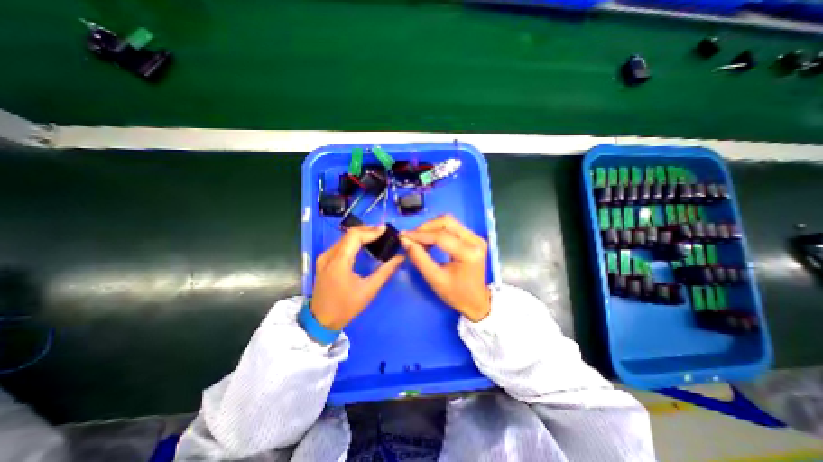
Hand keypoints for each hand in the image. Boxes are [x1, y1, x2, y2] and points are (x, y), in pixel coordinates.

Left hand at [312, 226, 404, 329]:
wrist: (321, 320)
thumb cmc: (346, 307)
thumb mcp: (369, 290)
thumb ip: (385, 271)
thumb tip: (400, 258)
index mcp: (339, 262)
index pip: (354, 236)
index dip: (370, 231)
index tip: (385, 229)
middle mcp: (329, 255)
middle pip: (349, 234)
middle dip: (367, 230)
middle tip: (383, 232)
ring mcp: (324, 257)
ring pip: (344, 238)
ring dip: (360, 234)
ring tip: (376, 236)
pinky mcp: (324, 260)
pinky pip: (340, 244)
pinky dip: (353, 241)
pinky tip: (363, 244)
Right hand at [398, 214, 487, 319]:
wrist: (476, 301)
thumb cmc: (456, 294)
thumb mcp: (435, 279)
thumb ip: (419, 258)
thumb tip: (405, 240)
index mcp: (469, 253)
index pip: (441, 237)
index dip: (420, 235)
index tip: (403, 235)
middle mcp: (475, 241)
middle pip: (446, 222)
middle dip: (425, 227)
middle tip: (411, 237)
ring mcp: (476, 237)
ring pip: (449, 221)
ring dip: (431, 227)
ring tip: (419, 239)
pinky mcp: (474, 237)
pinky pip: (452, 226)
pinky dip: (438, 230)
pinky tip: (429, 240)